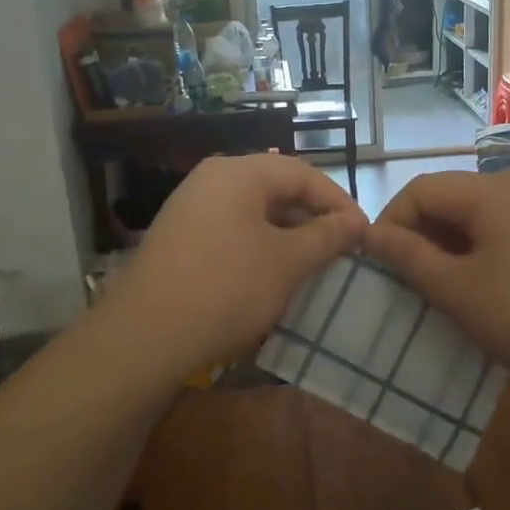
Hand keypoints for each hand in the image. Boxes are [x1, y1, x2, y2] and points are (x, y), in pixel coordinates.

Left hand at [99, 153, 366, 380]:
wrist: (145, 336)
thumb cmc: (227, 288)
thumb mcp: (287, 262)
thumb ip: (326, 236)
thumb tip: (355, 222)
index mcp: (238, 172)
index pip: (302, 173)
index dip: (338, 202)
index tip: (364, 234)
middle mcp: (210, 180)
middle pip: (275, 189)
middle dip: (312, 219)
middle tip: (341, 251)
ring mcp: (189, 209)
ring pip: (252, 213)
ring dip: (286, 236)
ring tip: (312, 266)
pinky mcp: (178, 239)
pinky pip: (230, 232)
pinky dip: (258, 248)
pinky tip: (271, 278)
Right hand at [364, 170, 509, 392]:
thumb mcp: (456, 290)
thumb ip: (408, 256)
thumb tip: (369, 234)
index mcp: (490, 192)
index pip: (420, 189)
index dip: (391, 221)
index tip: (379, 264)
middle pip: (449, 198)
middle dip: (419, 234)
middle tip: (407, 279)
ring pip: (475, 218)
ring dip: (447, 246)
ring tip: (439, 288)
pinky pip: (502, 233)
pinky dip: (478, 253)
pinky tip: (480, 289)